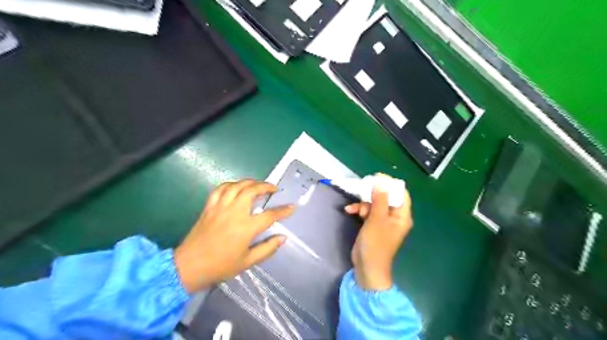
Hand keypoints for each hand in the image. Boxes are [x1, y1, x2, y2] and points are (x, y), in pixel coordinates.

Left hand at [174, 179, 293, 293]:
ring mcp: (220, 207)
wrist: (189, 266)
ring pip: (237, 185)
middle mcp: (234, 212)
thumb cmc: (220, 266)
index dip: (283, 210)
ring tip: (258, 184)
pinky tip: (236, 187)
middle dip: (266, 186)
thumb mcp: (247, 262)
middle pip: (252, 190)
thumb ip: (267, 249)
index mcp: (246, 228)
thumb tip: (282, 238)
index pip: (270, 215)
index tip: (292, 206)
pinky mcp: (209, 206)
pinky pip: (221, 188)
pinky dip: (231, 184)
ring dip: (250, 182)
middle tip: (273, 189)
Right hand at [344, 177, 414, 290]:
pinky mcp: (373, 225)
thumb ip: (380, 199)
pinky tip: (349, 211)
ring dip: (364, 204)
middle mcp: (394, 217)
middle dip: (373, 195)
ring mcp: (383, 221)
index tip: (376, 178)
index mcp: (402, 215)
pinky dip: (359, 210)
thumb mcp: (377, 219)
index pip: (401, 193)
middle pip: (386, 197)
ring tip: (355, 210)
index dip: (390, 184)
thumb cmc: (375, 244)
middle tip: (362, 190)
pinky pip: (368, 212)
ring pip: (375, 204)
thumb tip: (382, 181)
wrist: (366, 267)